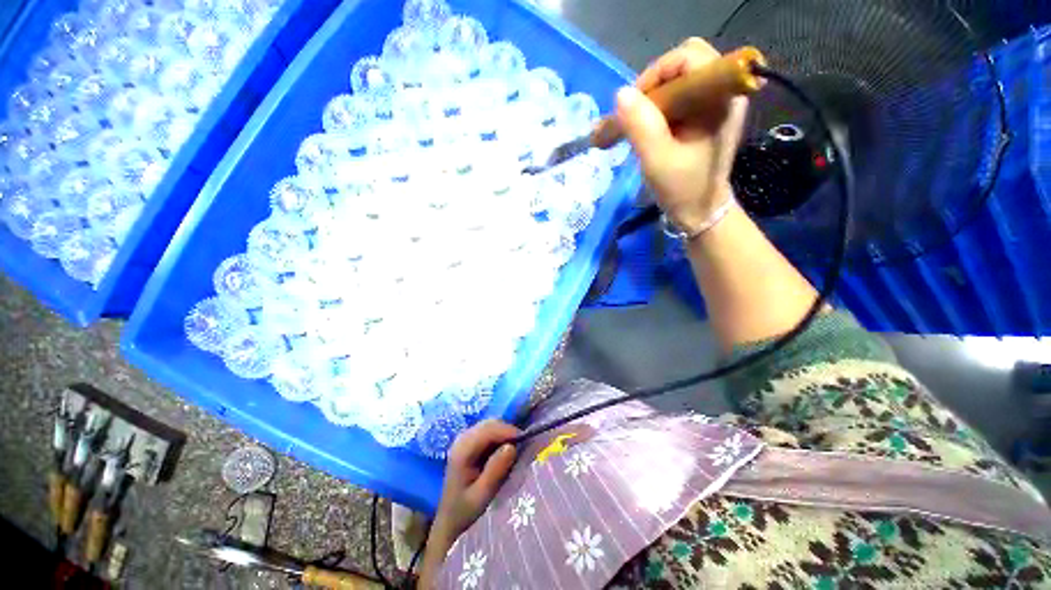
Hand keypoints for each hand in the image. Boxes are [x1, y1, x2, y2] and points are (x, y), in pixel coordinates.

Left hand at [433, 420, 519, 541]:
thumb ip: (495, 471)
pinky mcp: (470, 441)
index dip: (508, 431)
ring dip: (505, 433)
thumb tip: (512, 446)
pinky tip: (505, 451)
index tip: (525, 441)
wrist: (449, 519)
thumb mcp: (482, 496)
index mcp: (462, 450)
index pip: (489, 430)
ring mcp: (465, 437)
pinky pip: (489, 431)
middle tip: (523, 447)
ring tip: (516, 450)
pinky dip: (500, 436)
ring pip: (491, 425)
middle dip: (508, 431)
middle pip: (490, 423)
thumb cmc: (465, 511)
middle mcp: (462, 438)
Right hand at [616, 37, 747, 233]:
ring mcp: (715, 103)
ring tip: (638, 125)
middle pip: (683, 64)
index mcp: (721, 98)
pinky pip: (678, 96)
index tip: (636, 106)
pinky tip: (647, 129)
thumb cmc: (683, 189)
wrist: (700, 211)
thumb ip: (641, 126)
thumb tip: (621, 94)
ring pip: (678, 80)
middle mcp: (723, 93)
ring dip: (653, 99)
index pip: (689, 57)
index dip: (657, 74)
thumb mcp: (657, 161)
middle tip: (636, 115)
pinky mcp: (705, 115)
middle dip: (653, 86)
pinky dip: (658, 108)